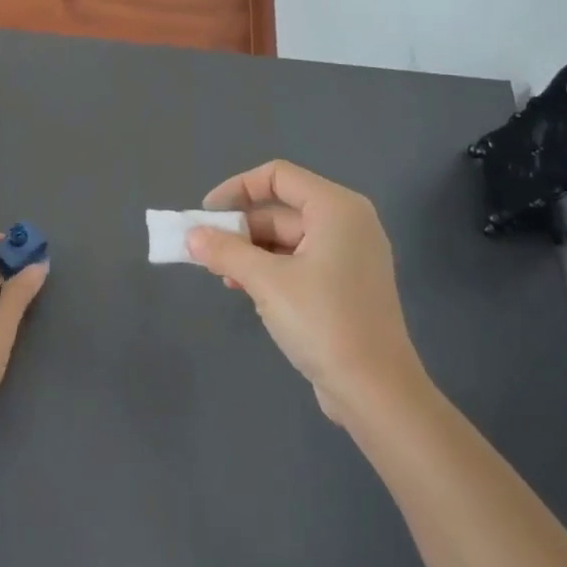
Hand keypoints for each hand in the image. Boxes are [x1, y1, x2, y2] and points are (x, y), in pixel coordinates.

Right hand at [187, 160, 427, 428]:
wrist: (375, 390)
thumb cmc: (323, 321)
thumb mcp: (266, 282)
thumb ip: (225, 252)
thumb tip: (191, 235)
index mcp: (336, 208)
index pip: (278, 176)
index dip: (237, 188)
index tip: (205, 214)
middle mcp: (347, 223)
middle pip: (281, 209)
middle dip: (240, 228)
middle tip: (205, 251)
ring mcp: (349, 256)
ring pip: (287, 239)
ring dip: (250, 253)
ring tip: (221, 275)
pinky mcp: (345, 286)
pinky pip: (299, 263)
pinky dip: (270, 270)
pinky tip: (245, 291)